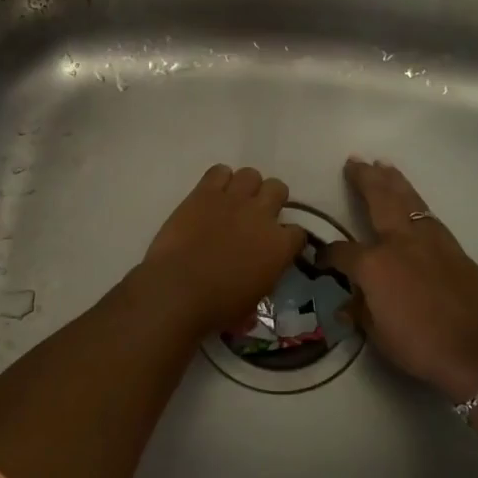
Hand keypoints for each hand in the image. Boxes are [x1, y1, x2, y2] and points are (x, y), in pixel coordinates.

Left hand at [139, 165, 307, 336]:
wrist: (179, 289)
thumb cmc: (218, 306)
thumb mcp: (253, 301)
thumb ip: (263, 279)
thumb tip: (259, 277)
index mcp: (280, 245)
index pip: (299, 232)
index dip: (288, 238)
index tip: (278, 245)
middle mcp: (262, 215)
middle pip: (278, 189)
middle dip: (271, 200)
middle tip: (256, 216)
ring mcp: (233, 200)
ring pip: (251, 174)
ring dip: (246, 187)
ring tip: (233, 202)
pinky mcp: (205, 193)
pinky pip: (219, 171)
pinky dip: (218, 180)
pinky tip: (211, 195)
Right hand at [320, 158, 477, 402]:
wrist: (477, 350)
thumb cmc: (420, 345)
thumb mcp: (377, 334)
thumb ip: (360, 311)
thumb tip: (350, 303)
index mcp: (374, 264)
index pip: (341, 251)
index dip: (327, 255)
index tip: (321, 258)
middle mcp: (400, 242)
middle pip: (379, 200)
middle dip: (365, 179)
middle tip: (356, 161)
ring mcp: (431, 241)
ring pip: (408, 200)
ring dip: (394, 182)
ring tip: (384, 165)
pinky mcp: (454, 250)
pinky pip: (429, 218)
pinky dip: (416, 204)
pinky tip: (413, 203)